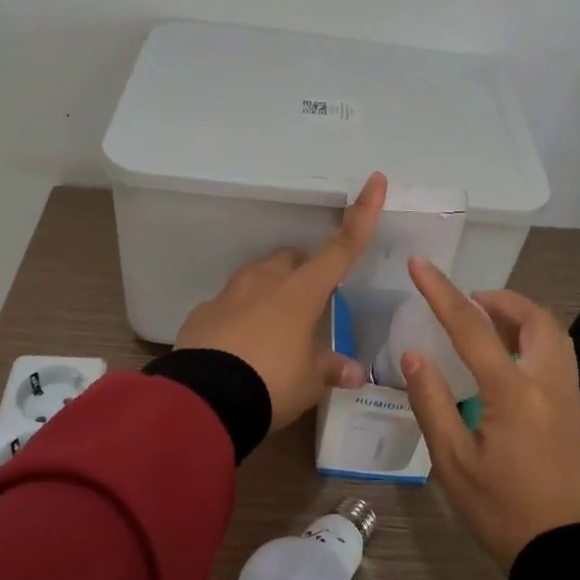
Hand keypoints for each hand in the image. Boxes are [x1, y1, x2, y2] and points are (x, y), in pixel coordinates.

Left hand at [174, 173, 387, 431]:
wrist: (204, 399)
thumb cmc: (272, 383)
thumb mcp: (309, 381)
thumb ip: (330, 368)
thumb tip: (355, 372)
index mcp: (302, 291)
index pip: (341, 247)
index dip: (363, 214)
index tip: (375, 180)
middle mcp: (266, 281)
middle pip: (292, 260)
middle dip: (304, 274)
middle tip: (311, 308)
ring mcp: (231, 293)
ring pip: (258, 278)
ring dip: (271, 293)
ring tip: (275, 332)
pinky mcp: (204, 312)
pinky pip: (229, 305)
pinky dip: (239, 318)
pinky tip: (240, 348)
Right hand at [401, 260, 579, 568]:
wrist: (563, 553)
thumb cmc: (500, 510)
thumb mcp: (452, 462)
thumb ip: (432, 401)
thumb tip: (414, 354)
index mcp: (513, 392)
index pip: (471, 327)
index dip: (441, 292)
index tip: (420, 265)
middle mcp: (547, 382)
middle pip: (533, 318)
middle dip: (499, 299)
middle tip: (469, 303)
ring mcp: (568, 395)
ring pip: (553, 333)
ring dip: (520, 317)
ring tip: (488, 325)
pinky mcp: (575, 410)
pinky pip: (558, 354)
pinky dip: (534, 338)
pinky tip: (509, 359)